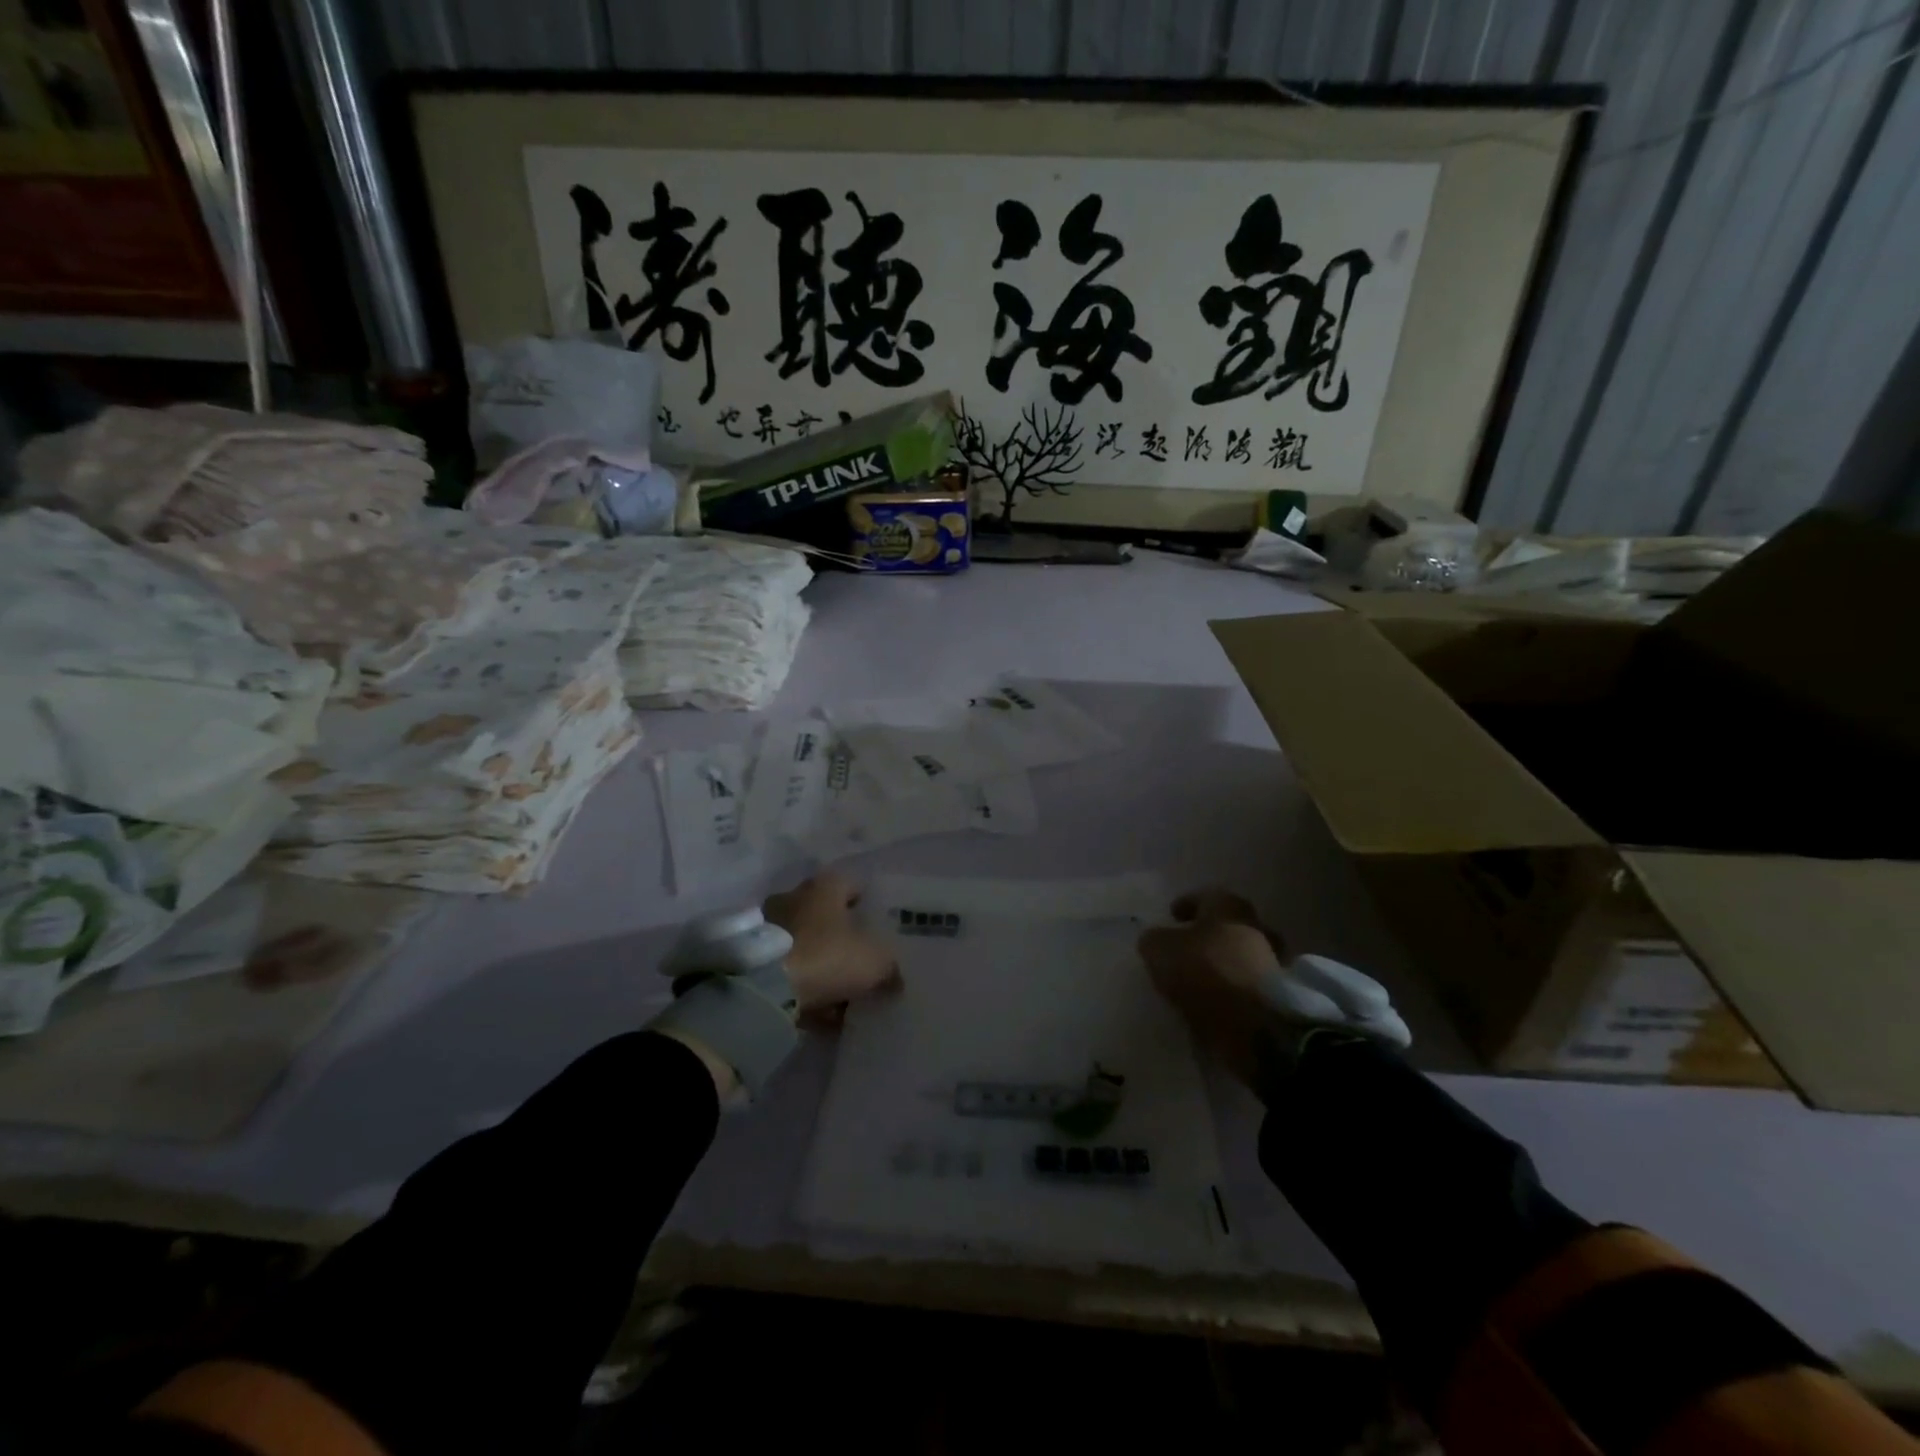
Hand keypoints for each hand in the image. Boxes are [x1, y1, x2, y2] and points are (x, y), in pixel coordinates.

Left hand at [763, 870, 897, 1021]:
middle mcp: (794, 899)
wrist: (764, 988)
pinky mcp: (753, 959)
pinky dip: (804, 987)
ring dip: (822, 965)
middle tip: (860, 961)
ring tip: (842, 995)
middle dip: (842, 938)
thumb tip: (895, 978)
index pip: (851, 886)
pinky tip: (820, 1012)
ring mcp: (770, 928)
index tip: (877, 927)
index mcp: (824, 887)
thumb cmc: (826, 956)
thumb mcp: (874, 962)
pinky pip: (787, 972)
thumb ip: (889, 967)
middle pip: (826, 916)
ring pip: (805, 945)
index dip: (866, 905)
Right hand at [1139, 890, 1409, 1087]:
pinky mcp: (1278, 996)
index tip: (1173, 915)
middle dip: (1209, 934)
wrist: (1256, 1025)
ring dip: (1222, 963)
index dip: (1187, 904)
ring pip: (1241, 955)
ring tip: (1197, 980)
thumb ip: (1154, 939)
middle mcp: (1255, 927)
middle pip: (1228, 925)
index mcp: (1229, 907)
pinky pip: (1247, 985)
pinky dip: (1232, 989)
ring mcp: (1272, 962)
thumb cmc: (1206, 972)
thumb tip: (1156, 939)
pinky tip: (1213, 1000)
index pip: (1206, 895)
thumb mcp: (1160, 949)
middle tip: (1186, 947)